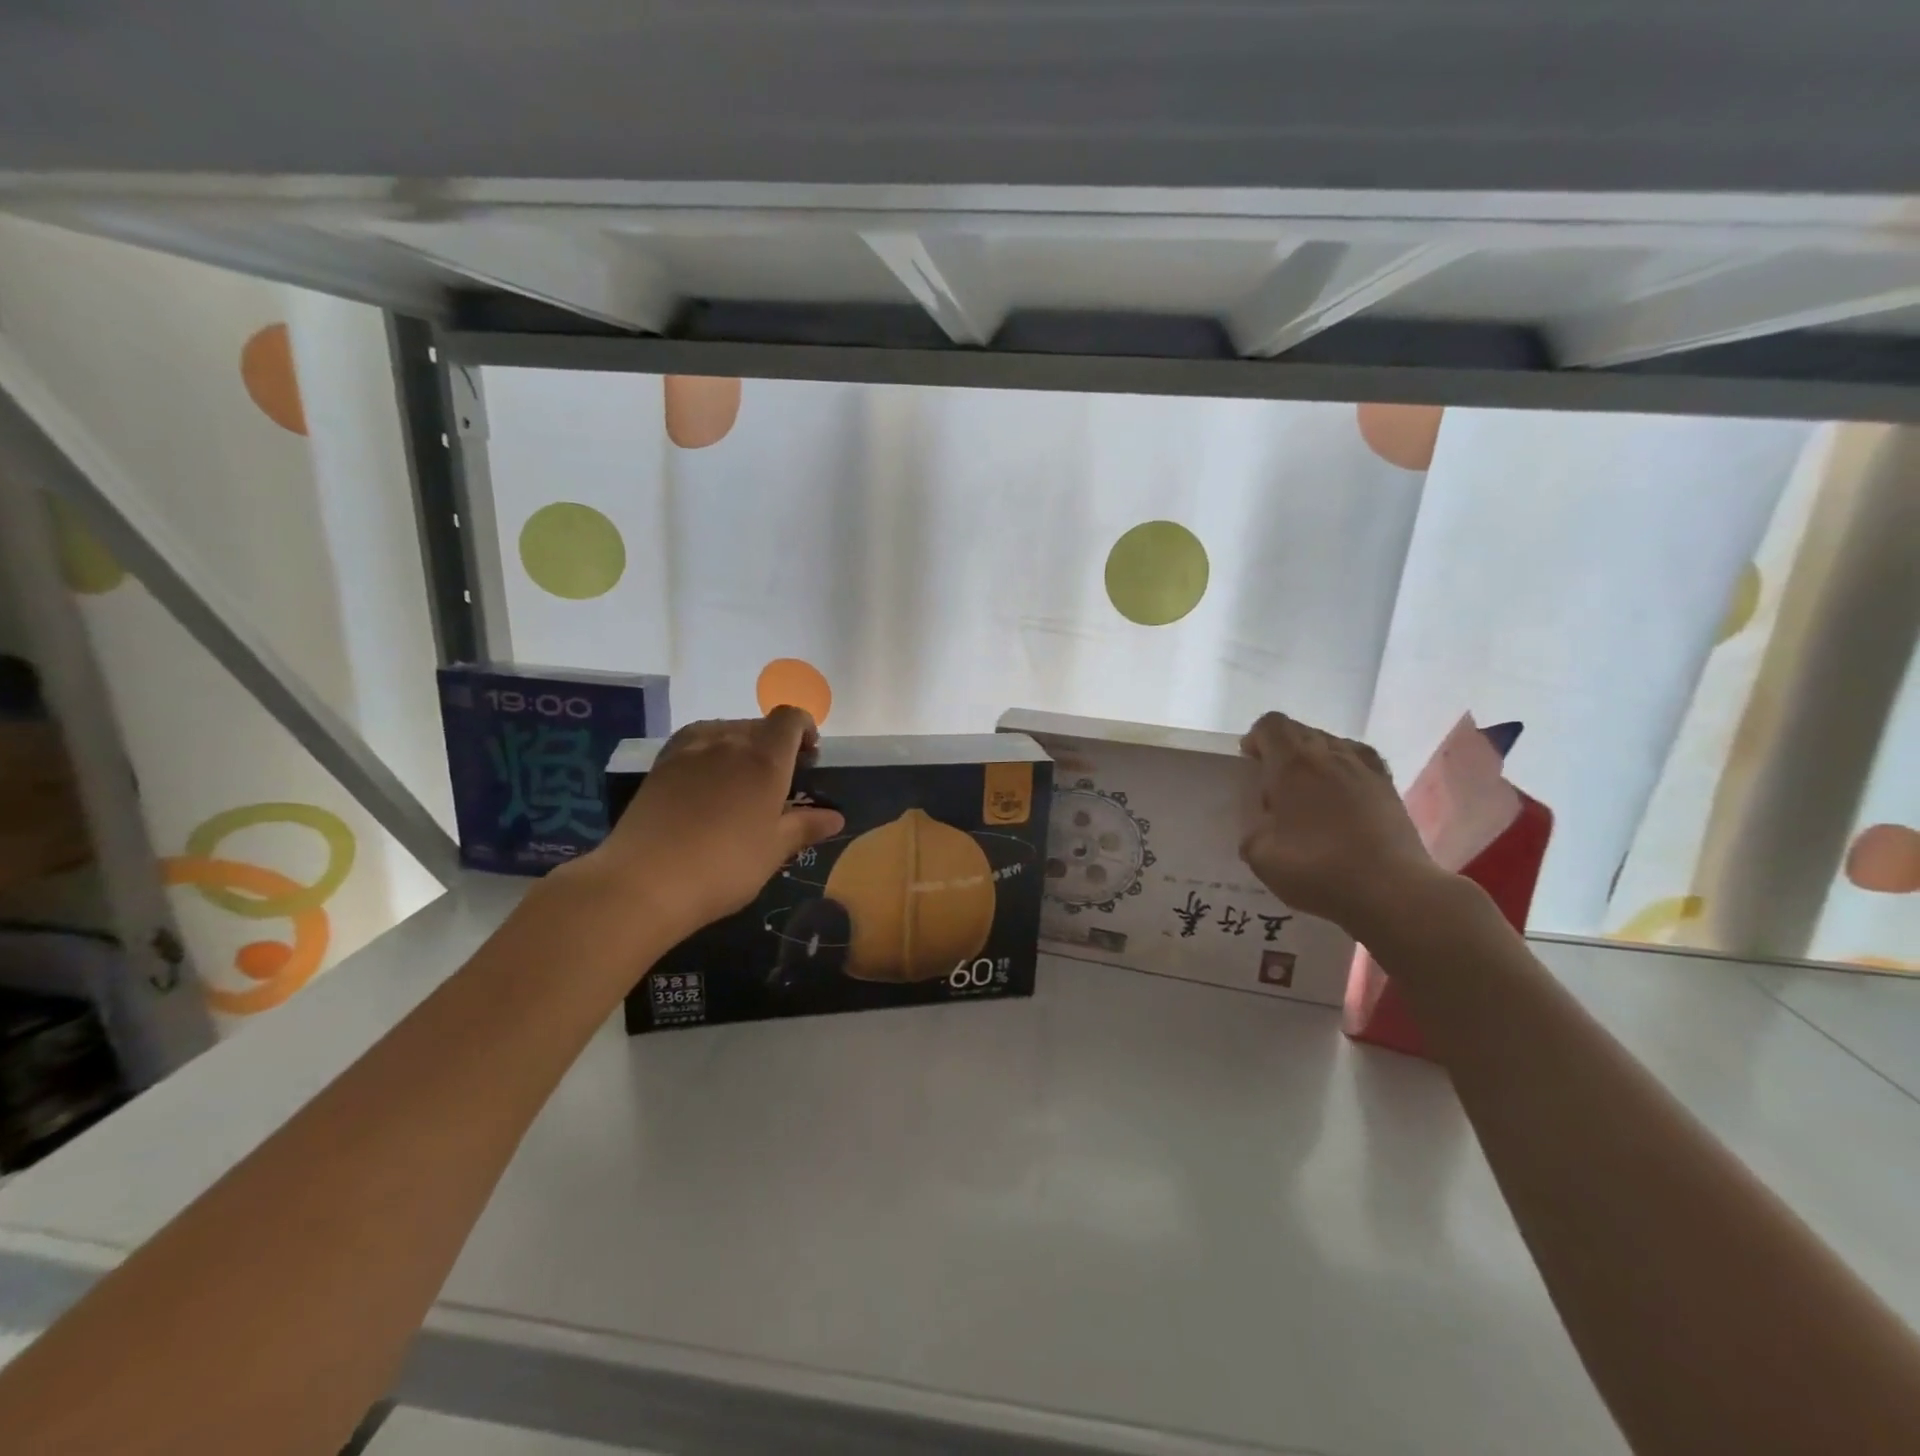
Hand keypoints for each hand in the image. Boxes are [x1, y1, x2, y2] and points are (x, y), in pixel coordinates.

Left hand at [576, 708, 844, 936]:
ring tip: (741, 781)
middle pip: (759, 724)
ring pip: (725, 731)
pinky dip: (710, 754)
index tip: (810, 755)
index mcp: (765, 758)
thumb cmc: (725, 866)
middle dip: (775, 743)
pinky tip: (707, 786)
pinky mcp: (660, 764)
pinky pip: (695, 744)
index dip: (804, 729)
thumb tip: (835, 817)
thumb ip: (805, 826)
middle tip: (778, 780)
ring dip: (740, 746)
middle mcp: (728, 741)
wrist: (644, 881)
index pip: (790, 719)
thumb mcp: (774, 850)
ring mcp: (689, 750)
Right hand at [1238, 712, 1440, 937]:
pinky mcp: (1390, 788)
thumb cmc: (1318, 869)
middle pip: (1301, 730)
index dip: (1256, 739)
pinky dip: (1346, 770)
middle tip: (1275, 786)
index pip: (1271, 725)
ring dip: (1315, 759)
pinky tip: (1343, 796)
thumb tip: (1263, 824)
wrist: (1393, 891)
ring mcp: (1365, 769)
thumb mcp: (1260, 856)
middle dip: (1283, 749)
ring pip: (1333, 744)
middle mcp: (1330, 755)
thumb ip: (1253, 830)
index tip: (1251, 766)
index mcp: (1292, 764)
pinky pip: (1361, 762)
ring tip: (1309, 792)